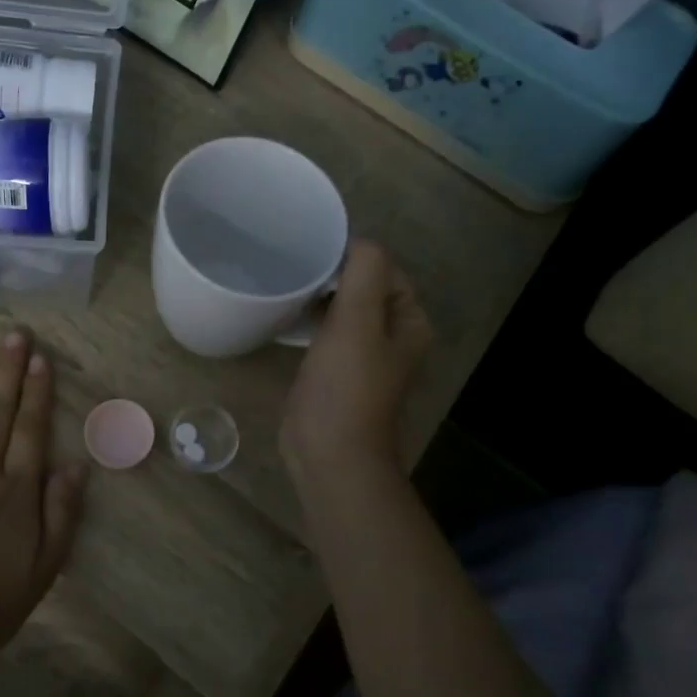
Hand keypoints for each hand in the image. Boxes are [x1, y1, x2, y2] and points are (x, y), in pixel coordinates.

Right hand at [281, 240, 432, 489]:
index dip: (351, 256)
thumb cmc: (345, 386)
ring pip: (344, 311)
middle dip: (333, 274)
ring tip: (288, 283)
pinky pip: (328, 334)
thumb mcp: (357, 320)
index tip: (312, 251)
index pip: (384, 269)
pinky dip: (312, 321)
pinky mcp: (338, 373)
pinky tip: (287, 315)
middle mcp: (393, 337)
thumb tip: (357, 243)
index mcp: (409, 322)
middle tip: (294, 264)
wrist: (330, 453)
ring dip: (320, 296)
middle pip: (364, 288)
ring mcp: (365, 358)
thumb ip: (364, 271)